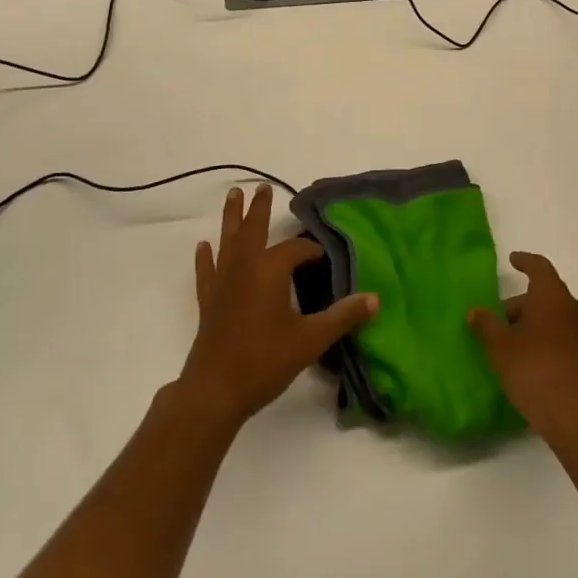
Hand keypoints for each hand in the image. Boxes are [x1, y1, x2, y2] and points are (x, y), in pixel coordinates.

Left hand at [178, 184, 377, 430]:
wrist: (215, 390)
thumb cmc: (265, 360)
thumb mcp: (311, 339)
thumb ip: (342, 316)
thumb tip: (374, 299)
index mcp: (270, 269)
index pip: (296, 249)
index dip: (311, 250)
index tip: (324, 257)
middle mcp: (245, 267)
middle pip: (253, 229)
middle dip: (260, 208)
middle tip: (263, 186)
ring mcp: (223, 282)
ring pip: (228, 241)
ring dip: (231, 218)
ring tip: (233, 196)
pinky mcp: (208, 301)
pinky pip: (207, 271)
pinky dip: (205, 257)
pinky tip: (203, 246)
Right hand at [468, 251, 577, 447]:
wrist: (574, 417)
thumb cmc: (533, 369)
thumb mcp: (500, 346)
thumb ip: (486, 324)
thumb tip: (475, 311)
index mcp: (553, 296)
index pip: (539, 267)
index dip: (525, 261)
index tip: (513, 260)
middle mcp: (573, 308)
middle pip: (545, 294)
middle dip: (522, 303)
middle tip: (499, 319)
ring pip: (554, 316)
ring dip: (534, 322)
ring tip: (510, 342)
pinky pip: (563, 335)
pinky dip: (546, 337)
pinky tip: (528, 359)